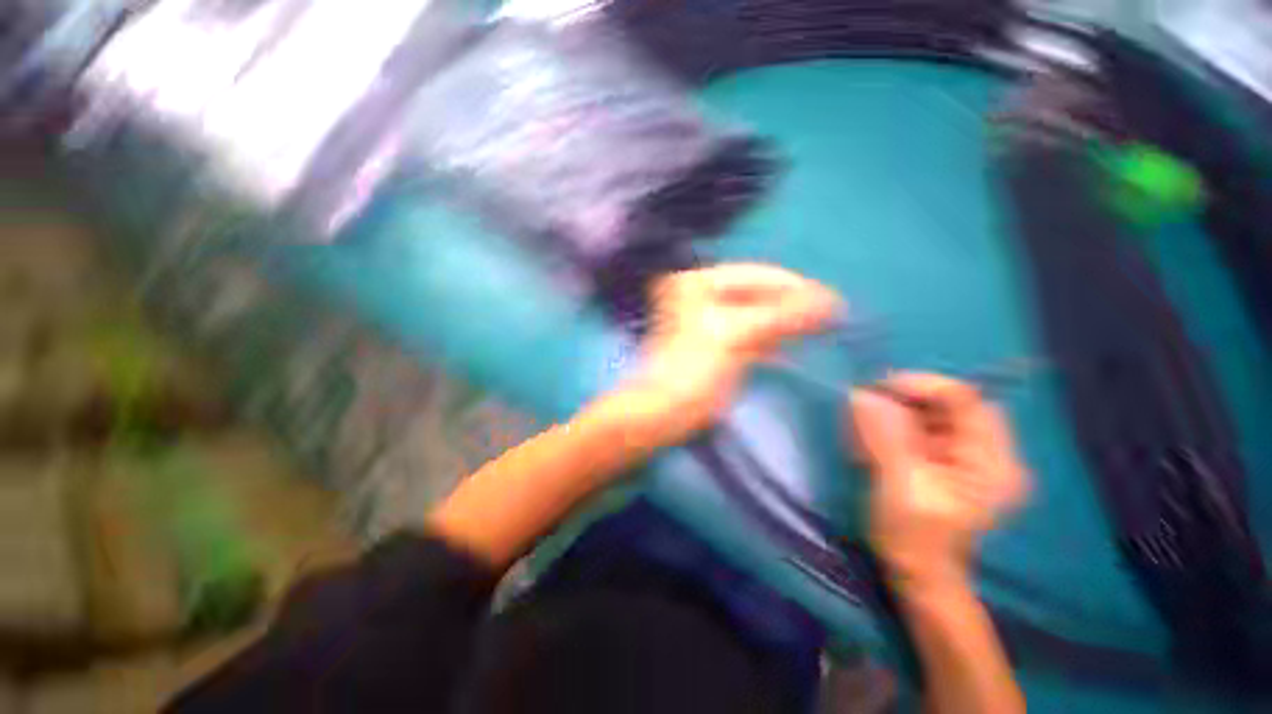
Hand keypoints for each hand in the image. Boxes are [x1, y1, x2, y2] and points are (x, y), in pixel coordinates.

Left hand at [617, 263, 842, 451]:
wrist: (665, 412)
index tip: (833, 300)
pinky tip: (796, 347)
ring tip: (824, 329)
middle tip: (835, 316)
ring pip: (759, 315)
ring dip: (789, 323)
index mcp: (700, 282)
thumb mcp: (735, 335)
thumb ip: (783, 315)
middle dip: (795, 305)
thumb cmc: (694, 370)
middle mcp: (704, 294)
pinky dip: (775, 340)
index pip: (757, 275)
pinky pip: (753, 335)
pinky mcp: (720, 344)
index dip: (795, 286)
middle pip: (759, 294)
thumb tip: (831, 300)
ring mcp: (711, 319)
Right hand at [848, 373, 1028, 583]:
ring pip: (930, 415)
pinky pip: (919, 430)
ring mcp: (968, 459)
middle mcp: (987, 453)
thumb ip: (885, 438)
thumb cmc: (914, 539)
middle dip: (902, 402)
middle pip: (946, 405)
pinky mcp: (947, 463)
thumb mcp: (900, 486)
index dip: (920, 385)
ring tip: (865, 434)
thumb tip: (863, 395)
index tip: (876, 389)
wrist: (920, 576)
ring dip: (893, 415)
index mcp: (991, 461)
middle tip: (865, 412)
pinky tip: (873, 445)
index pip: (963, 399)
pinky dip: (893, 429)